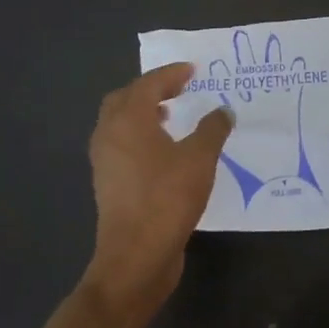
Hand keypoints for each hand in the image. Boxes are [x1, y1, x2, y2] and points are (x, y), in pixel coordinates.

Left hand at [84, 62, 234, 320]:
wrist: (136, 256)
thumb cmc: (167, 199)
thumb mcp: (200, 159)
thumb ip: (213, 129)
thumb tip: (223, 111)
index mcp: (128, 121)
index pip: (148, 84)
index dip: (171, 74)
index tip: (192, 70)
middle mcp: (110, 135)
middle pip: (124, 99)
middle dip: (150, 90)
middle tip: (177, 90)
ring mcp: (105, 162)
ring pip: (119, 124)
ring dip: (143, 114)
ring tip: (171, 117)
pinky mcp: (109, 184)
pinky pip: (122, 146)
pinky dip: (140, 137)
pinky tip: (165, 151)